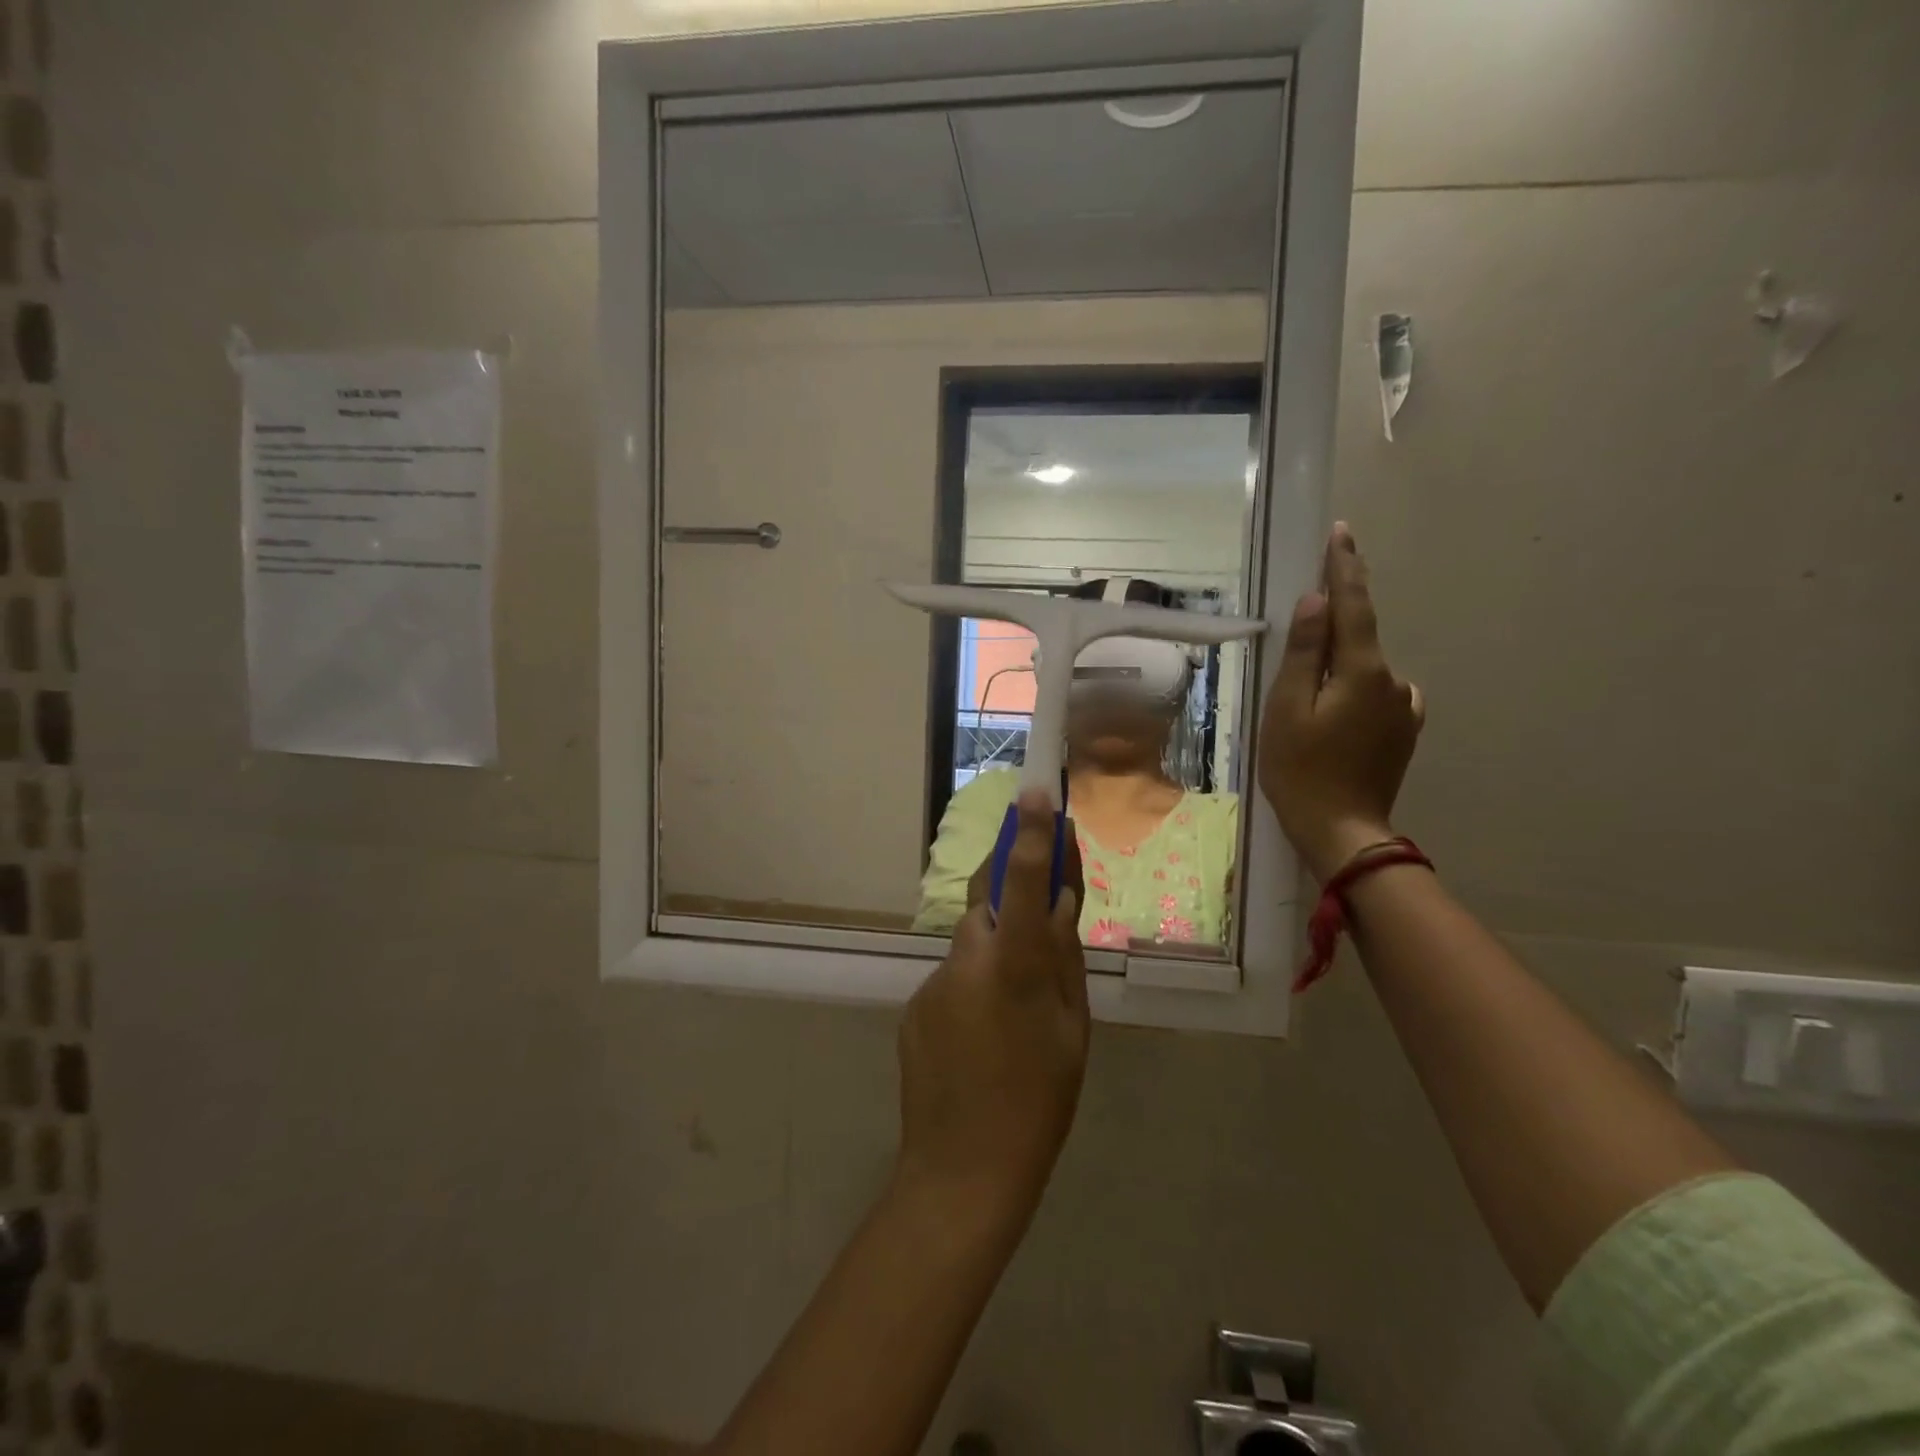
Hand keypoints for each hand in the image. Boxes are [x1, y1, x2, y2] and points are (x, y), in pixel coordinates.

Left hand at [898, 790, 1088, 1222]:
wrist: (960, 1173)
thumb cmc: (1037, 1104)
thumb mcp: (1072, 1029)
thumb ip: (1063, 958)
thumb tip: (1057, 903)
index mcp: (1014, 968)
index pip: (1022, 883)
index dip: (1030, 834)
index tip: (1035, 791)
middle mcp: (965, 961)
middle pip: (987, 903)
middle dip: (1010, 900)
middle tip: (1036, 929)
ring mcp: (931, 982)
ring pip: (971, 943)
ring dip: (995, 955)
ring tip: (1011, 1014)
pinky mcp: (913, 1004)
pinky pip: (952, 976)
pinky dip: (971, 987)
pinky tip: (981, 1038)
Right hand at [1258, 522, 1424, 881]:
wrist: (1341, 830)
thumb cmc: (1300, 769)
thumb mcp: (1288, 708)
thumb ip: (1304, 652)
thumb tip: (1315, 602)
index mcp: (1363, 671)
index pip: (1354, 606)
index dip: (1346, 568)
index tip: (1342, 533)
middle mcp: (1393, 681)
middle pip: (1359, 638)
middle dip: (1334, 624)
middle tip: (1303, 624)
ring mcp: (1403, 709)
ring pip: (1366, 669)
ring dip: (1341, 667)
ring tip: (1308, 697)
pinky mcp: (1403, 732)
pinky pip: (1379, 694)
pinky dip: (1356, 690)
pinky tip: (1337, 714)